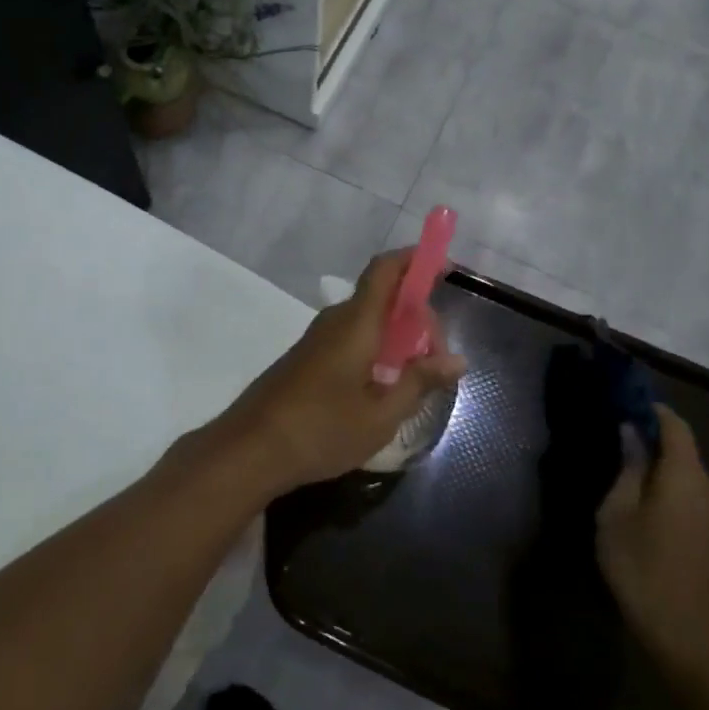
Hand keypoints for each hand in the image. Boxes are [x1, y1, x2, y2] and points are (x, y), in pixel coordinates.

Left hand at [211, 250, 466, 493]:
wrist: (251, 449)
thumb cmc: (322, 429)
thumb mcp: (381, 414)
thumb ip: (420, 382)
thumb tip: (457, 360)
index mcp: (357, 322)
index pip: (386, 270)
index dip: (416, 259)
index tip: (446, 267)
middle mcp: (336, 321)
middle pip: (384, 298)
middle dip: (418, 318)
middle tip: (437, 363)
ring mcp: (318, 339)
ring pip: (369, 322)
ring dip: (398, 339)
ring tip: (415, 381)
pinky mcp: (308, 359)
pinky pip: (352, 339)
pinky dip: (376, 351)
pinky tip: (383, 389)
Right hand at [595, 406, 708, 677]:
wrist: (690, 636)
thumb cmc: (643, 568)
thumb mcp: (617, 514)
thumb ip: (627, 468)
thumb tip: (631, 432)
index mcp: (686, 476)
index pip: (674, 425)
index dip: (651, 409)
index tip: (624, 401)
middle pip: (682, 450)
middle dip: (651, 439)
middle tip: (614, 440)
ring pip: (686, 475)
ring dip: (659, 467)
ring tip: (623, 473)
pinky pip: (692, 496)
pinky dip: (668, 488)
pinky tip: (643, 503)